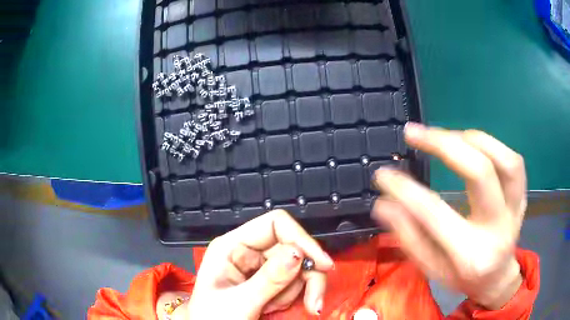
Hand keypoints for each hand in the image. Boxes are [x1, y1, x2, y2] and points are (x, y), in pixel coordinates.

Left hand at [186, 210, 333, 318]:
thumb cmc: (213, 319)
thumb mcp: (238, 303)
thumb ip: (268, 280)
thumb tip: (299, 253)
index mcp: (232, 246)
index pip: (275, 224)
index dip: (301, 239)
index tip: (322, 265)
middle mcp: (248, 251)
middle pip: (293, 248)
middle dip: (306, 276)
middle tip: (314, 303)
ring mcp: (260, 267)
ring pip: (298, 267)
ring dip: (296, 292)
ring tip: (273, 308)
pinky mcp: (269, 282)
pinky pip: (295, 283)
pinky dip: (293, 298)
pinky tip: (274, 308)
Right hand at [372, 123, 525, 309]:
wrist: (495, 278)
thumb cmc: (461, 277)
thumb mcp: (430, 268)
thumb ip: (409, 236)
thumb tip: (383, 203)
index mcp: (469, 255)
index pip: (436, 215)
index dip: (406, 190)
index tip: (383, 174)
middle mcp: (497, 229)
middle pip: (480, 173)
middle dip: (444, 145)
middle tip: (415, 133)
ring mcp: (515, 210)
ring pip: (505, 161)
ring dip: (473, 140)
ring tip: (447, 136)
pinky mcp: (521, 198)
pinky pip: (515, 163)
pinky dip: (493, 145)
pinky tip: (472, 143)